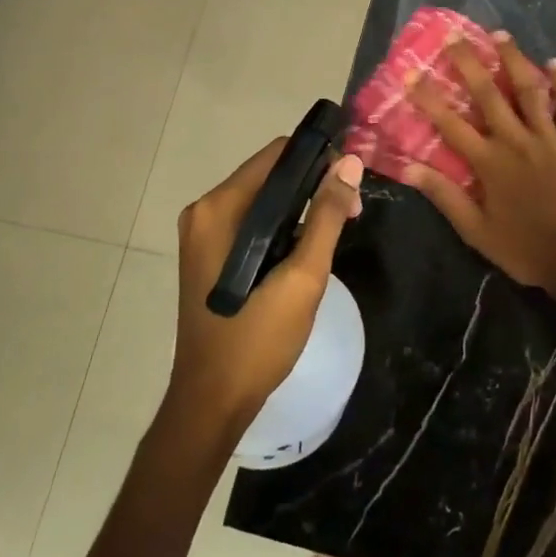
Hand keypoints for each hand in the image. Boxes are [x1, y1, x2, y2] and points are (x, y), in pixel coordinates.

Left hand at [170, 138, 364, 441]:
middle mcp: (205, 210)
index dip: (319, 159)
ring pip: (264, 198)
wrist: (212, 402)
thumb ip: (326, 215)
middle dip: (314, 185)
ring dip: (301, 207)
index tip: (351, 183)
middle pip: (270, 174)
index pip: (277, 154)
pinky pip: (253, 220)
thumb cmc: (257, 339)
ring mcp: (204, 232)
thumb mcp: (303, 276)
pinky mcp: (209, 252)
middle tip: (352, 213)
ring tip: (336, 232)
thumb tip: (350, 162)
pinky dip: (282, 225)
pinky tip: (306, 248)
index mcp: (220, 208)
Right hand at [405, 32, 555, 301]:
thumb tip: (409, 169)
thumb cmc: (523, 248)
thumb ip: (445, 196)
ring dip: (514, 61)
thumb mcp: (476, 231)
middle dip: (469, 64)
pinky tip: (554, 63)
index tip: (411, 73)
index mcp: (489, 163)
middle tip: (455, 38)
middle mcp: (516, 141)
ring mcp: (550, 139)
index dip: (428, 98)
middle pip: (489, 95)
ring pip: (530, 91)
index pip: (450, 123)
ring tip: (500, 35)